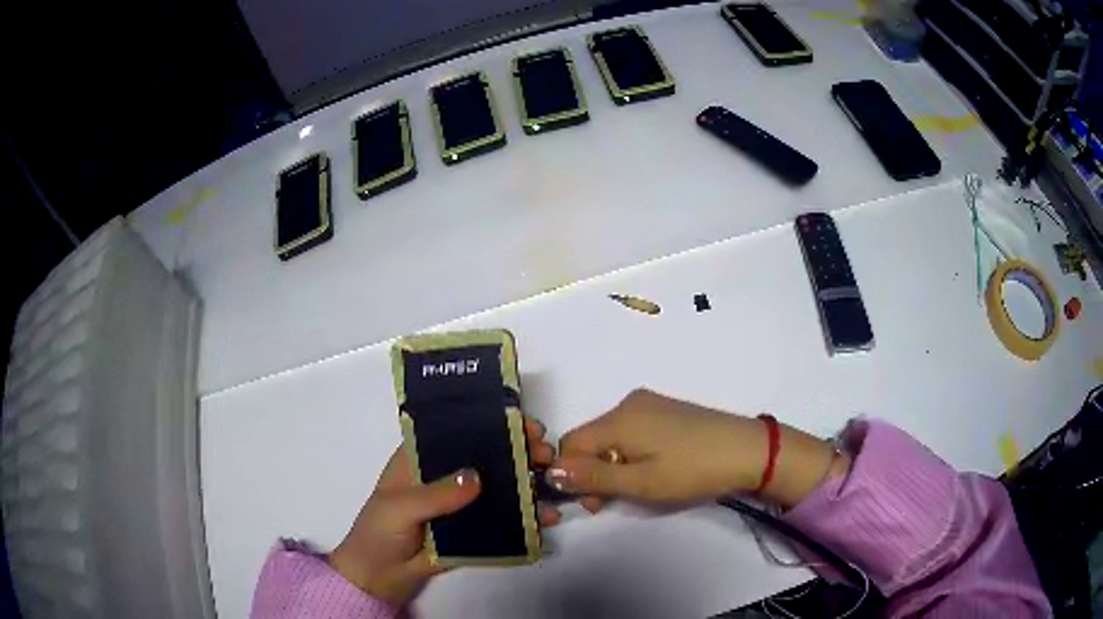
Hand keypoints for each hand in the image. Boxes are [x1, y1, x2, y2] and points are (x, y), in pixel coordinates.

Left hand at [329, 416, 559, 605]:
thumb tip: (478, 477)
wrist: (378, 577)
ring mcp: (462, 503)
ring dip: (528, 483)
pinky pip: (503, 519)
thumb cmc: (379, 532)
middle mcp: (445, 475)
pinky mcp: (474, 529)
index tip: (523, 424)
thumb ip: (435, 494)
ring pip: (500, 486)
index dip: (490, 422)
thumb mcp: (400, 508)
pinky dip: (526, 518)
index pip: (458, 430)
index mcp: (421, 458)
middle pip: (486, 456)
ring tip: (553, 486)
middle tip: (546, 455)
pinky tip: (547, 518)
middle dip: (518, 452)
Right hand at [547, 389, 766, 510]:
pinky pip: (632, 432)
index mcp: (618, 418)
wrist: (748, 450)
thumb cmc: (692, 470)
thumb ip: (593, 477)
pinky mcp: (667, 411)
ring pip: (611, 438)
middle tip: (615, 502)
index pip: (570, 443)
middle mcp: (629, 403)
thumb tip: (550, 471)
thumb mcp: (640, 482)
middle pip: (591, 440)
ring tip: (640, 487)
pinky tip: (655, 469)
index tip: (593, 503)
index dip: (572, 475)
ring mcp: (650, 404)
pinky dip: (631, 454)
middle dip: (593, 472)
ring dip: (613, 466)